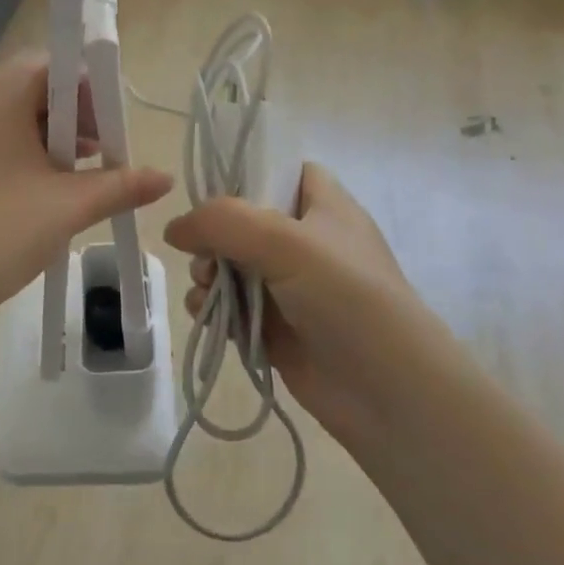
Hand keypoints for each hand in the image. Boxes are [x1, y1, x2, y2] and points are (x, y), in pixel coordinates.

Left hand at [0, 54, 173, 334]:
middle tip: (102, 150)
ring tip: (81, 174)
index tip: (112, 125)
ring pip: (19, 115)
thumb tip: (165, 178)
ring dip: (56, 135)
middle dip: (78, 114)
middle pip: (37, 86)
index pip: (55, 63)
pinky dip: (30, 152)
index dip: (91, 87)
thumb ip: (121, 186)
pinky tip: (47, 188)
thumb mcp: (68, 207)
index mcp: (1, 96)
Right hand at [163, 163, 437, 444]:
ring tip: (203, 286)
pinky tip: (205, 313)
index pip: (283, 170)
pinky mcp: (276, 328)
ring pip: (232, 265)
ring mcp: (291, 288)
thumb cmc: (347, 299)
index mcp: (324, 207)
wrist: (389, 394)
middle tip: (201, 251)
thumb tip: (174, 228)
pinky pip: (231, 306)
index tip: (211, 189)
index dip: (248, 171)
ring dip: (207, 272)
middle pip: (244, 220)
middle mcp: (307, 242)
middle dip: (213, 233)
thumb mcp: (286, 243)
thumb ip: (223, 223)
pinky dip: (213, 307)